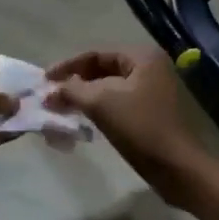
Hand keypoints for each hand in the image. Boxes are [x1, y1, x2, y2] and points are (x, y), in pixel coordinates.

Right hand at [45, 47, 207, 202]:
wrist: (174, 166)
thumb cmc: (139, 126)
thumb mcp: (100, 102)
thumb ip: (71, 90)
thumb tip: (50, 91)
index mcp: (141, 57)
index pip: (96, 54)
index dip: (67, 66)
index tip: (44, 81)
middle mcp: (149, 68)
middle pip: (102, 69)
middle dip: (74, 82)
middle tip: (51, 96)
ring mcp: (151, 90)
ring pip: (108, 87)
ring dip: (84, 96)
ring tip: (60, 108)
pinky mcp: (149, 112)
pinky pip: (116, 102)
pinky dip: (97, 108)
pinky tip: (81, 118)